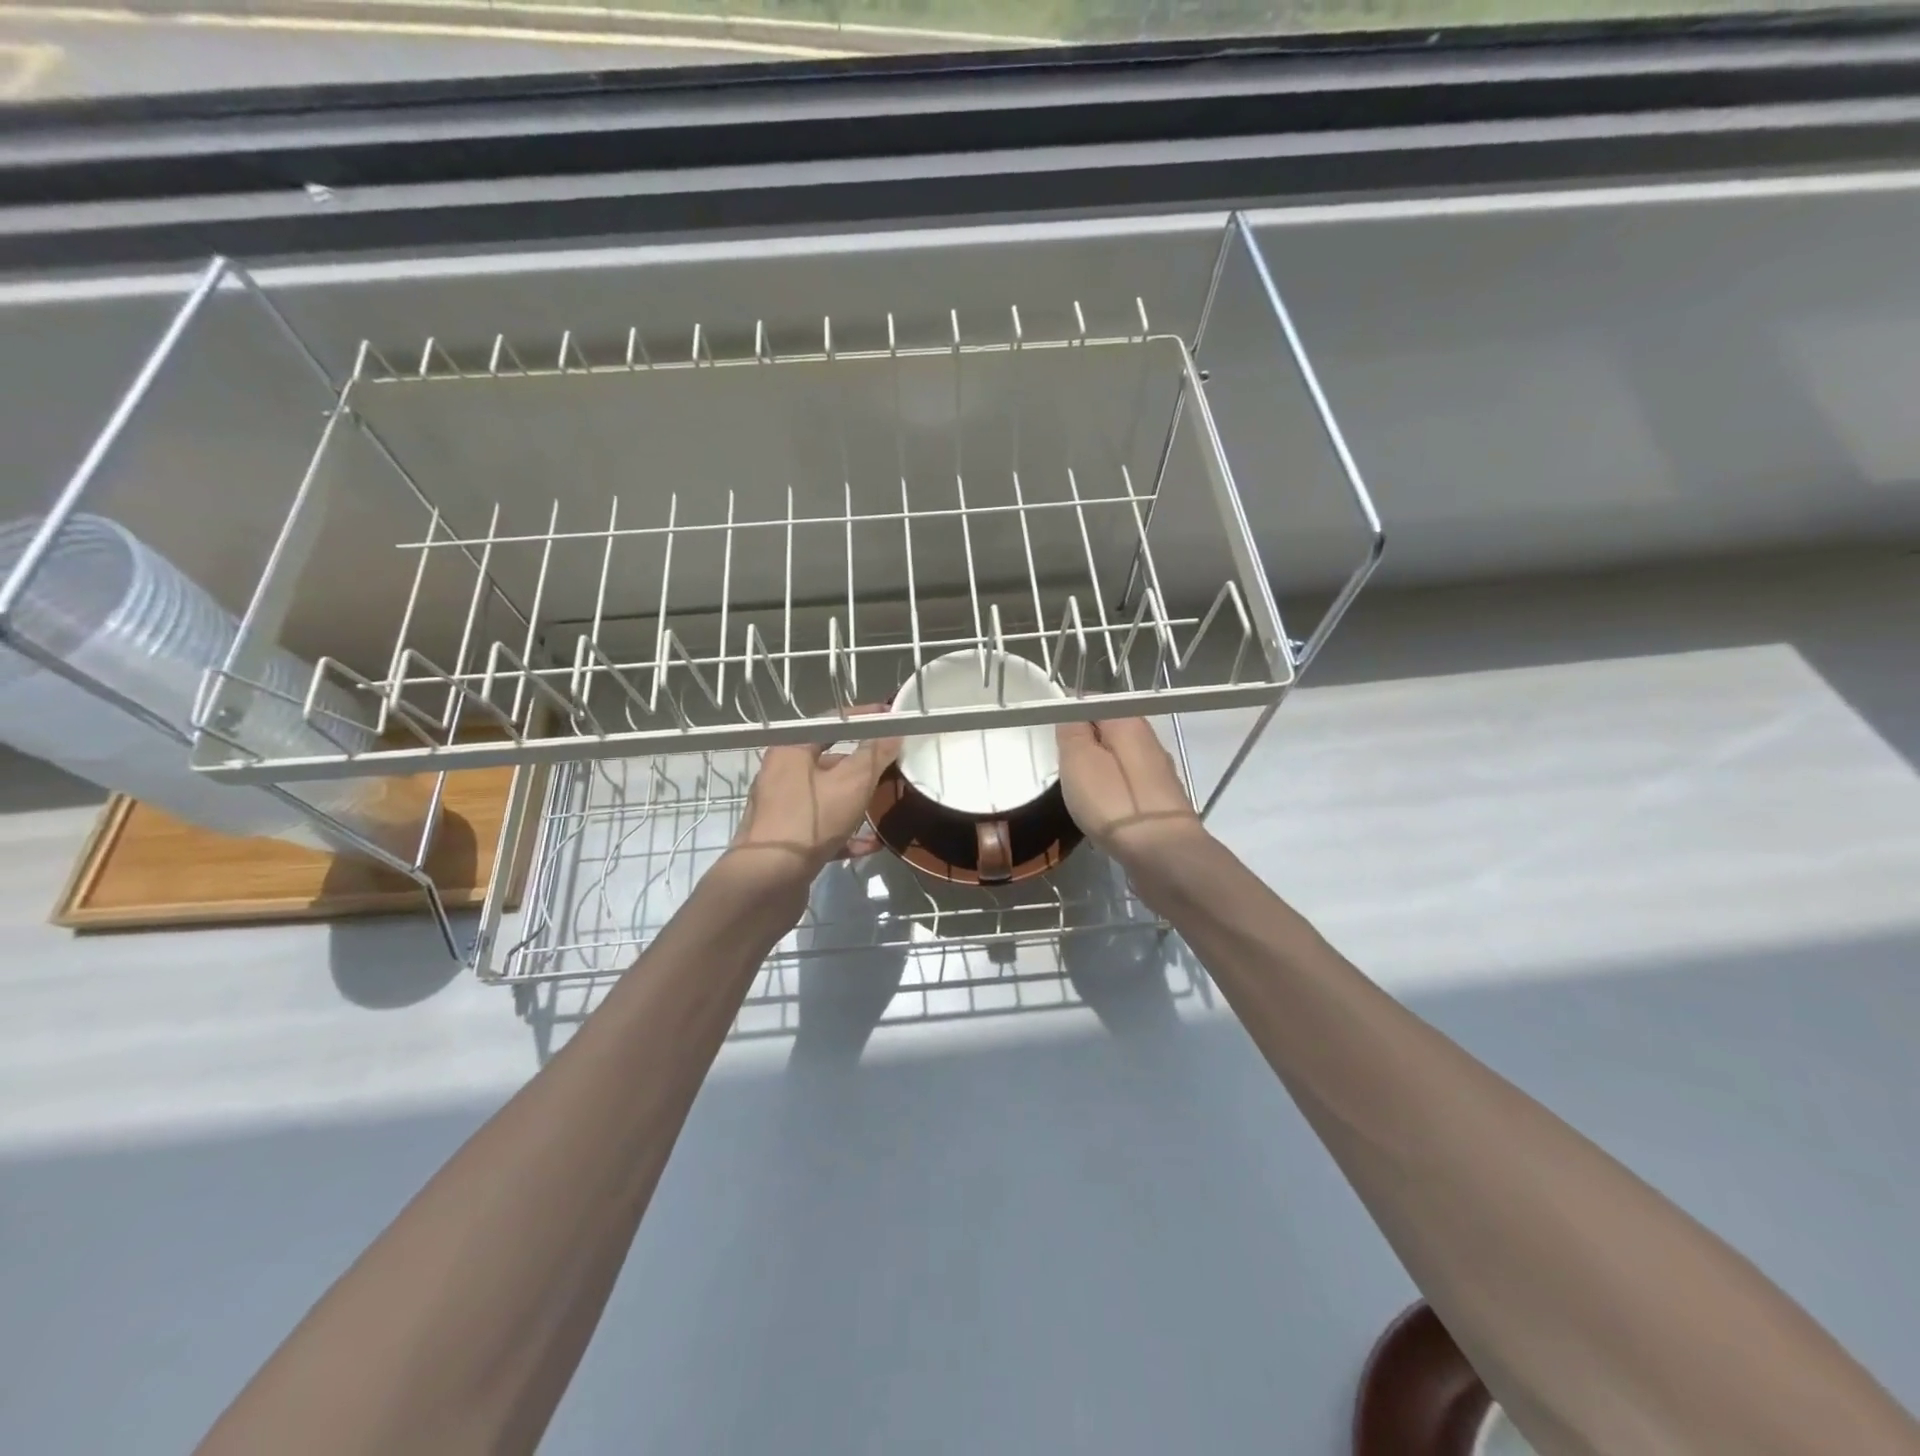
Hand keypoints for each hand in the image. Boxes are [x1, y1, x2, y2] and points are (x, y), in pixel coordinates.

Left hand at [728, 720, 900, 880]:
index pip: (831, 722)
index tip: (890, 719)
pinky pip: (821, 828)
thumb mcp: (852, 783)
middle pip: (828, 760)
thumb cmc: (810, 821)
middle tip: (892, 766)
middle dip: (862, 765)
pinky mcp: (786, 840)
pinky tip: (869, 845)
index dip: (863, 718)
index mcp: (791, 750)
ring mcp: (780, 809)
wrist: (767, 881)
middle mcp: (780, 774)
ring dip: (855, 801)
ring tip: (884, 804)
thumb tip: (893, 731)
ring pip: (826, 796)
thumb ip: (874, 755)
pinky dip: (845, 833)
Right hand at [1055, 717, 1205, 864]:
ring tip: (1077, 790)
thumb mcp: (1079, 759)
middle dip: (1084, 742)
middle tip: (1060, 764)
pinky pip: (1128, 785)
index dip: (1069, 713)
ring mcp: (1159, 773)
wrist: (1163, 854)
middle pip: (1109, 731)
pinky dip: (1112, 791)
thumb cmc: (1114, 803)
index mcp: (1128, 722)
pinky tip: (1102, 810)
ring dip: (1098, 769)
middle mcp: (1149, 741)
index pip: (1093, 702)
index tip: (1050, 732)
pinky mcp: (1161, 802)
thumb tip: (1072, 712)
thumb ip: (1072, 731)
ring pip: (1119, 759)